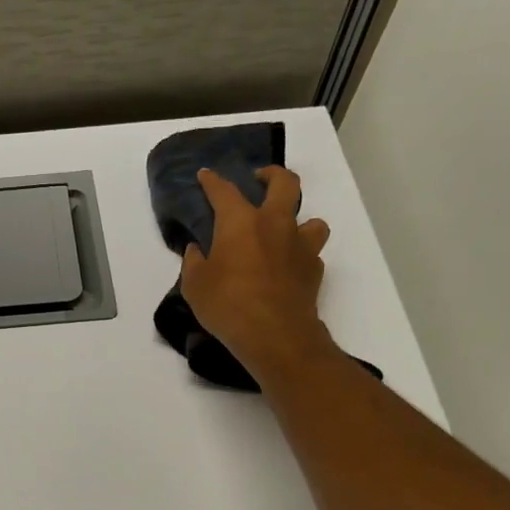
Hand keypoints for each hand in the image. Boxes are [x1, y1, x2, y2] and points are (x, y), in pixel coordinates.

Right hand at [180, 165, 334, 380]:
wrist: (275, 334)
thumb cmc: (228, 305)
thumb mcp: (195, 286)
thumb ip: (194, 262)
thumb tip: (197, 249)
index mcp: (241, 222)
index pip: (224, 191)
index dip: (212, 181)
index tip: (206, 175)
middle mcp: (275, 224)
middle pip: (284, 183)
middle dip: (272, 175)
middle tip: (261, 179)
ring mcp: (300, 246)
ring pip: (311, 219)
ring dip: (298, 221)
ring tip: (285, 233)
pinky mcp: (314, 269)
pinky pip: (311, 253)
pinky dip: (300, 256)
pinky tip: (289, 268)